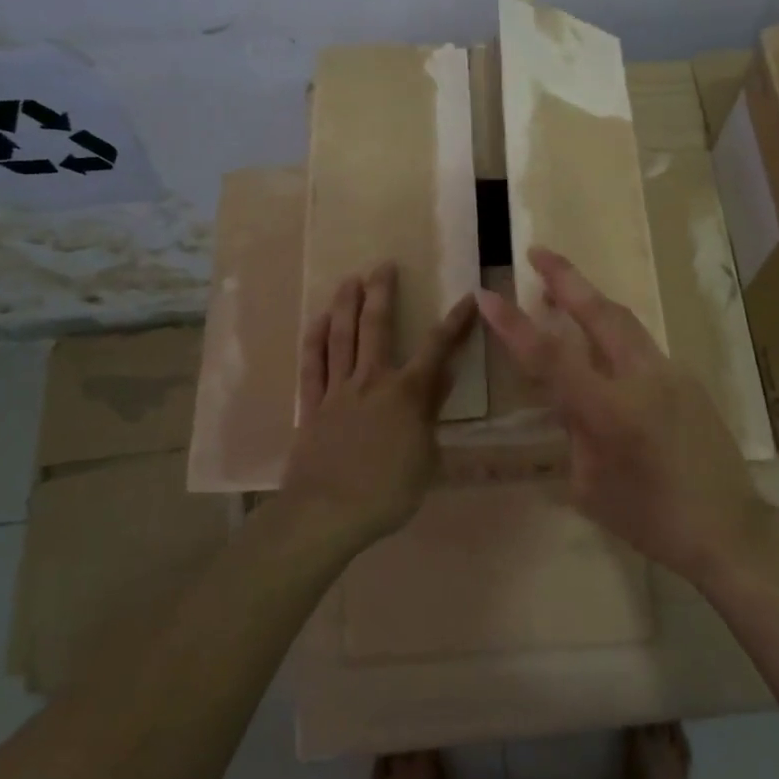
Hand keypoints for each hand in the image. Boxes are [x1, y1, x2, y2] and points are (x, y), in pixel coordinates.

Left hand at [280, 263, 476, 550]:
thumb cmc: (388, 492)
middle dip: (382, 293)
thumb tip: (443, 375)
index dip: (454, 322)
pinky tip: (316, 322)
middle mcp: (372, 381)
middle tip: (383, 265)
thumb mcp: (427, 457)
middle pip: (376, 327)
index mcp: (407, 394)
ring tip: (349, 279)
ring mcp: (337, 391)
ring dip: (345, 306)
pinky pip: (312, 366)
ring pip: (341, 338)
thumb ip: (432, 412)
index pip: (437, 348)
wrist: (327, 513)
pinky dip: (314, 341)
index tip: (467, 297)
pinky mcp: (311, 406)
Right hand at [475, 247, 764, 584]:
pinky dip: (613, 334)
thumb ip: (575, 432)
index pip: (551, 357)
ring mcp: (672, 374)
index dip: (514, 325)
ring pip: (625, 322)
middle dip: (566, 278)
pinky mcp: (688, 379)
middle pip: (600, 312)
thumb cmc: (651, 521)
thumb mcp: (591, 486)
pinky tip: (601, 348)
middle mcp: (643, 379)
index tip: (486, 295)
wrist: (729, 529)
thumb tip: (571, 400)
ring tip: (560, 291)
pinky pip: (642, 347)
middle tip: (537, 252)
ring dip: (591, 301)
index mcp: (610, 411)